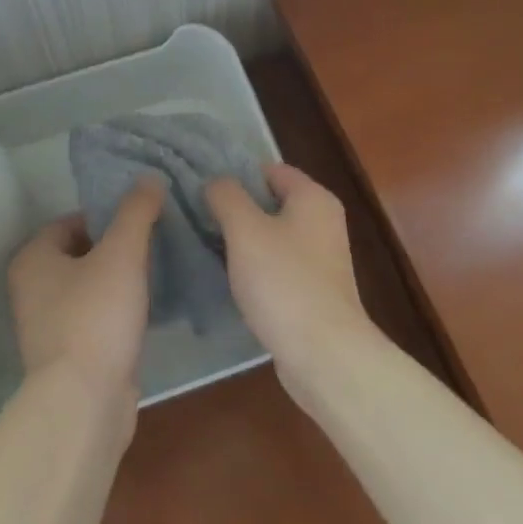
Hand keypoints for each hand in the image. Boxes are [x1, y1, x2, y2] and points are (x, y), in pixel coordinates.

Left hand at [7, 178, 163, 421]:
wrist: (85, 402)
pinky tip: (149, 308)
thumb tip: (149, 179)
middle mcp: (32, 288)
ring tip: (157, 270)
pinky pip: (97, 316)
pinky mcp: (69, 353)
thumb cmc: (96, 317)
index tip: (142, 219)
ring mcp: (48, 324)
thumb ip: (136, 212)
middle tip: (155, 241)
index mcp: (33, 258)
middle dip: (117, 246)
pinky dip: (119, 309)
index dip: (107, 216)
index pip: (72, 220)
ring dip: (120, 278)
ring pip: (90, 286)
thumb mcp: (121, 254)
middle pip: (82, 252)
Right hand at [206, 164, 371, 390]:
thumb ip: (227, 197)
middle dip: (237, 209)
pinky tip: (231, 280)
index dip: (238, 175)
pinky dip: (256, 269)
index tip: (203, 189)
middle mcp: (323, 222)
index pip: (271, 170)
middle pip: (272, 203)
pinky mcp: (314, 290)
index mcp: (314, 198)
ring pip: (273, 236)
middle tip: (198, 218)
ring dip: (244, 241)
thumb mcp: (245, 230)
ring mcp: (321, 259)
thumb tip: (217, 182)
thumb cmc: (283, 281)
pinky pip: (278, 266)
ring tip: (207, 247)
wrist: (323, 353)